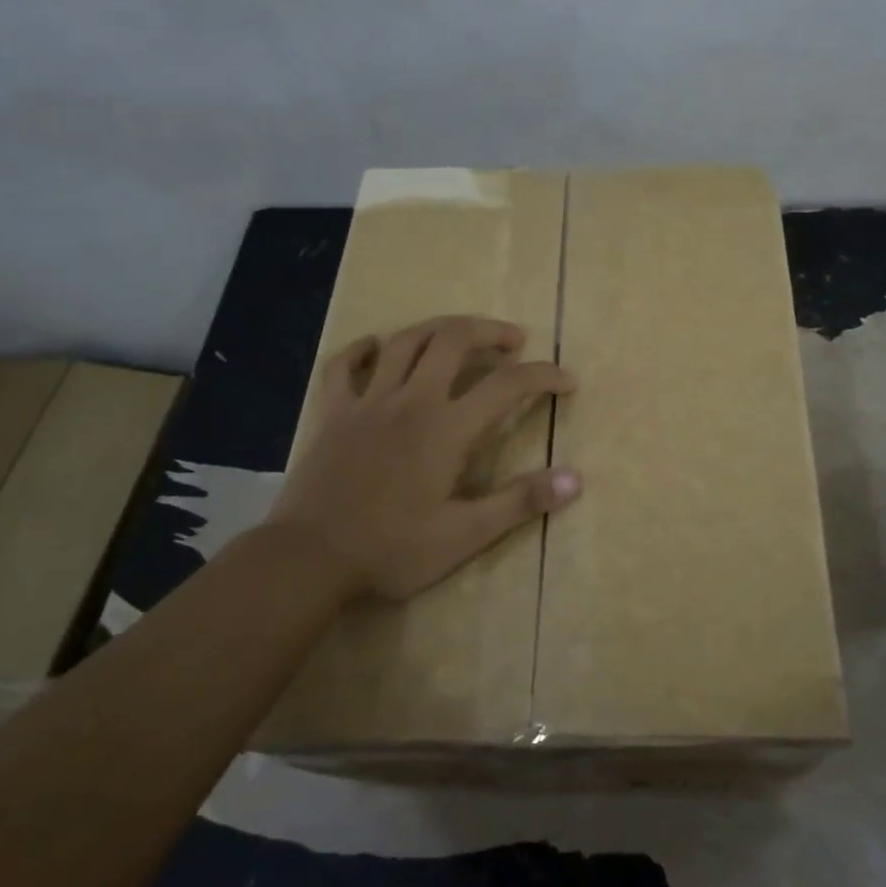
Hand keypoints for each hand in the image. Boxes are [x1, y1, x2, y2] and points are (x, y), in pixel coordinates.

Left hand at [267, 315, 580, 601]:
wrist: (309, 558)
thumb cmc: (392, 549)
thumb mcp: (465, 534)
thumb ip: (520, 502)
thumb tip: (575, 479)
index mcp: (448, 428)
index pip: (509, 385)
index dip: (545, 375)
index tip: (567, 380)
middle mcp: (411, 400)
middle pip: (454, 340)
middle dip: (490, 331)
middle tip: (513, 340)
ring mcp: (367, 401)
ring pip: (405, 341)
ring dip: (437, 328)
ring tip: (458, 333)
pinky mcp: (332, 412)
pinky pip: (344, 365)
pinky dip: (362, 349)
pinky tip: (375, 347)